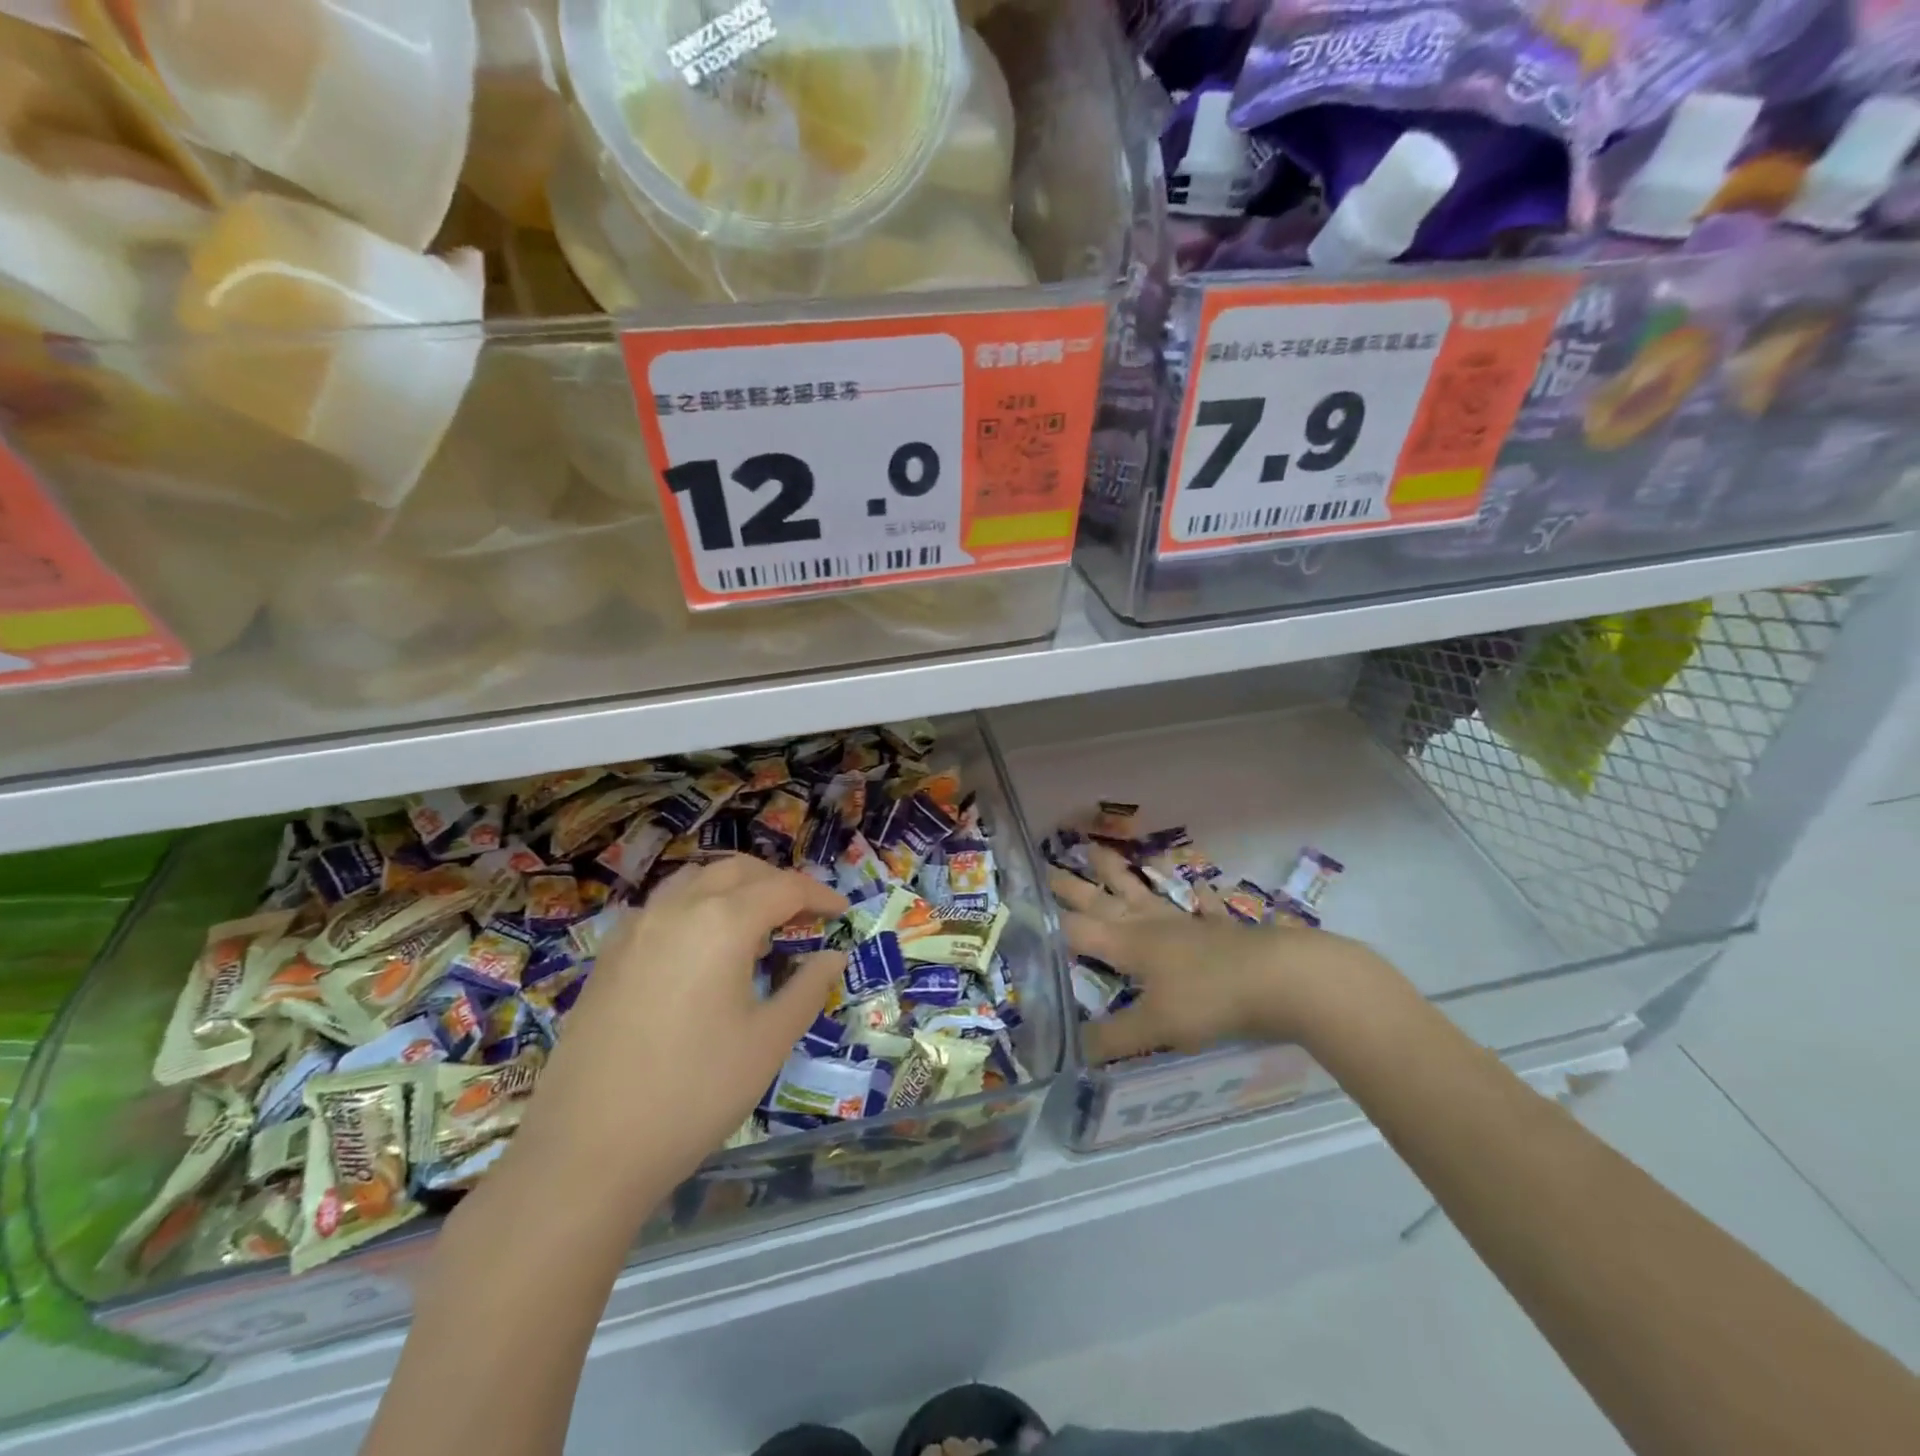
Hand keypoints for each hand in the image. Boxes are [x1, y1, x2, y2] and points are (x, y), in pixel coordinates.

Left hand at [515, 855, 848, 1196]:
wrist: (587, 1150)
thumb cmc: (695, 1093)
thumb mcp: (768, 1042)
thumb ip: (807, 988)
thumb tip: (832, 956)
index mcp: (723, 923)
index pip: (784, 888)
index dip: (819, 895)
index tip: (842, 913)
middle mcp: (677, 909)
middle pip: (737, 870)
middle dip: (777, 883)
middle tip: (803, 914)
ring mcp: (636, 928)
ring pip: (694, 879)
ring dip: (733, 886)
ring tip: (755, 923)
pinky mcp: (608, 955)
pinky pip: (661, 906)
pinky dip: (695, 905)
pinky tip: (700, 947)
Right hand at [1052, 845, 1382, 1062]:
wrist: (1282, 979)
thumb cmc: (1210, 1000)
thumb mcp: (1157, 1028)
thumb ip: (1113, 1040)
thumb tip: (1072, 1055)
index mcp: (1128, 945)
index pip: (1076, 931)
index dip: (1047, 921)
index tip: (1021, 904)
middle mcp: (1150, 926)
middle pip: (1102, 902)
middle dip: (1072, 886)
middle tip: (1047, 863)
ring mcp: (1186, 923)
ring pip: (1143, 892)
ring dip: (1119, 873)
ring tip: (1097, 849)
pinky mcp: (1219, 929)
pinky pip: (1202, 908)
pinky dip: (1198, 898)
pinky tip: (1199, 888)